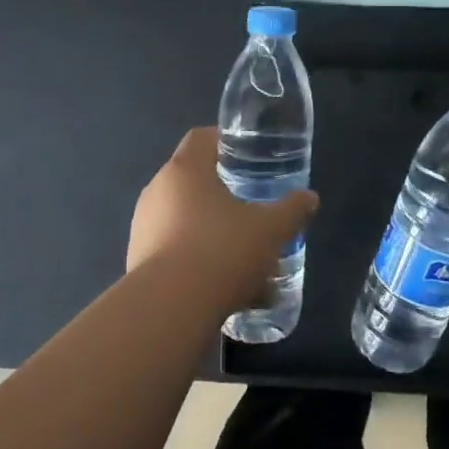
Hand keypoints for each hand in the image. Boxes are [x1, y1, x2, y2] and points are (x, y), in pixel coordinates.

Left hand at [128, 128, 318, 308]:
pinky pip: (177, 252)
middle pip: (194, 181)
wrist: (169, 310)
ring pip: (187, 221)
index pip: (201, 138)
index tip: (249, 155)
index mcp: (185, 170)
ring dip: (215, 233)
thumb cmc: (221, 251)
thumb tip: (309, 198)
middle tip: (254, 206)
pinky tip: (229, 290)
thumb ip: (291, 210)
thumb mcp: (270, 230)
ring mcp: (144, 228)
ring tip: (248, 258)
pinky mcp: (139, 262)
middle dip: (225, 194)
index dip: (225, 141)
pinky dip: (200, 262)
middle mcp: (158, 192)